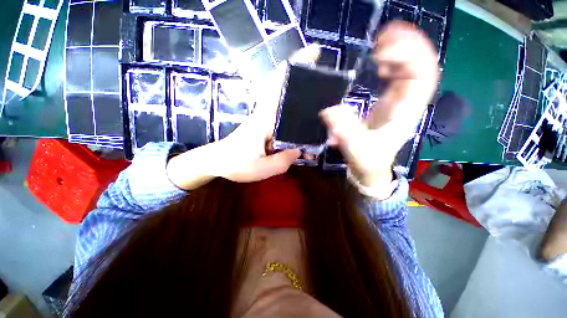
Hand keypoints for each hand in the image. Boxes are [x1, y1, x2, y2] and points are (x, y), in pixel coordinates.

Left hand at [214, 45, 321, 182]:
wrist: (216, 162)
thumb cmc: (235, 165)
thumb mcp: (261, 169)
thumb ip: (283, 160)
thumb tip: (299, 150)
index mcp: (264, 120)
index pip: (279, 89)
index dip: (294, 70)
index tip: (313, 53)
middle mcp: (265, 115)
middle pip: (284, 90)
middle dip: (303, 79)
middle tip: (323, 81)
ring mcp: (264, 119)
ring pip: (285, 104)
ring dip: (301, 102)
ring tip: (319, 110)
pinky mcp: (264, 126)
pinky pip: (282, 118)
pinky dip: (295, 120)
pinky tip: (304, 133)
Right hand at [320, 22, 438, 188]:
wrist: (369, 167)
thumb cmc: (367, 160)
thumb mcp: (356, 148)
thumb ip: (345, 131)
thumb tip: (329, 110)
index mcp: (405, 113)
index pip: (422, 77)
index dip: (409, 57)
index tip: (382, 50)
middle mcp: (407, 102)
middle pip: (420, 65)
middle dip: (406, 46)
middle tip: (381, 38)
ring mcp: (401, 100)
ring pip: (412, 67)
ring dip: (400, 50)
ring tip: (380, 43)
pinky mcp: (391, 100)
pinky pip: (399, 74)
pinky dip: (392, 61)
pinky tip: (379, 60)